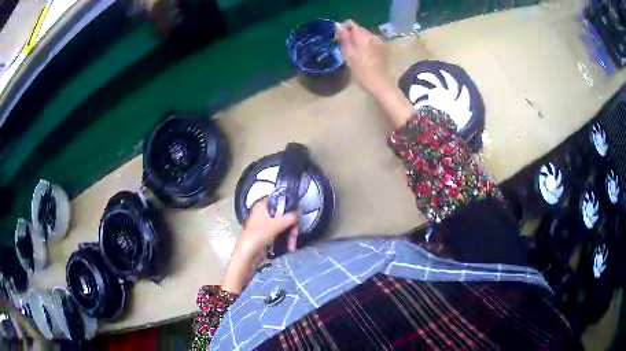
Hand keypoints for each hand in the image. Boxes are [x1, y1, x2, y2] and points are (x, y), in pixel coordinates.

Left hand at [235, 198, 298, 261]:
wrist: (247, 253)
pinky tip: (289, 247)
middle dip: (291, 226)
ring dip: (289, 235)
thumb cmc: (259, 234)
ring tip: (292, 246)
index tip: (297, 212)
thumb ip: (290, 218)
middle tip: (296, 234)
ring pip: (281, 226)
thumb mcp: (277, 224)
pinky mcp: (265, 235)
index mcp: (262, 206)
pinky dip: (284, 239)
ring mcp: (263, 225)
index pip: (277, 199)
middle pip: (281, 215)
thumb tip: (298, 214)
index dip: (288, 204)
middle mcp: (262, 213)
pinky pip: (278, 234)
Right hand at [336, 20, 412, 126]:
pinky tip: (362, 55)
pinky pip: (370, 41)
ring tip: (352, 52)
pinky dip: (364, 45)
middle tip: (342, 46)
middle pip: (358, 29)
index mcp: (363, 36)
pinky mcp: (383, 48)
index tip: (337, 38)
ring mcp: (379, 42)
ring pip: (364, 35)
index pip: (350, 23)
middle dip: (349, 34)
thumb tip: (337, 25)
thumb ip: (344, 38)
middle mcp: (372, 35)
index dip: (342, 28)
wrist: (381, 84)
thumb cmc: (363, 72)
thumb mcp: (349, 55)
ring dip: (357, 40)